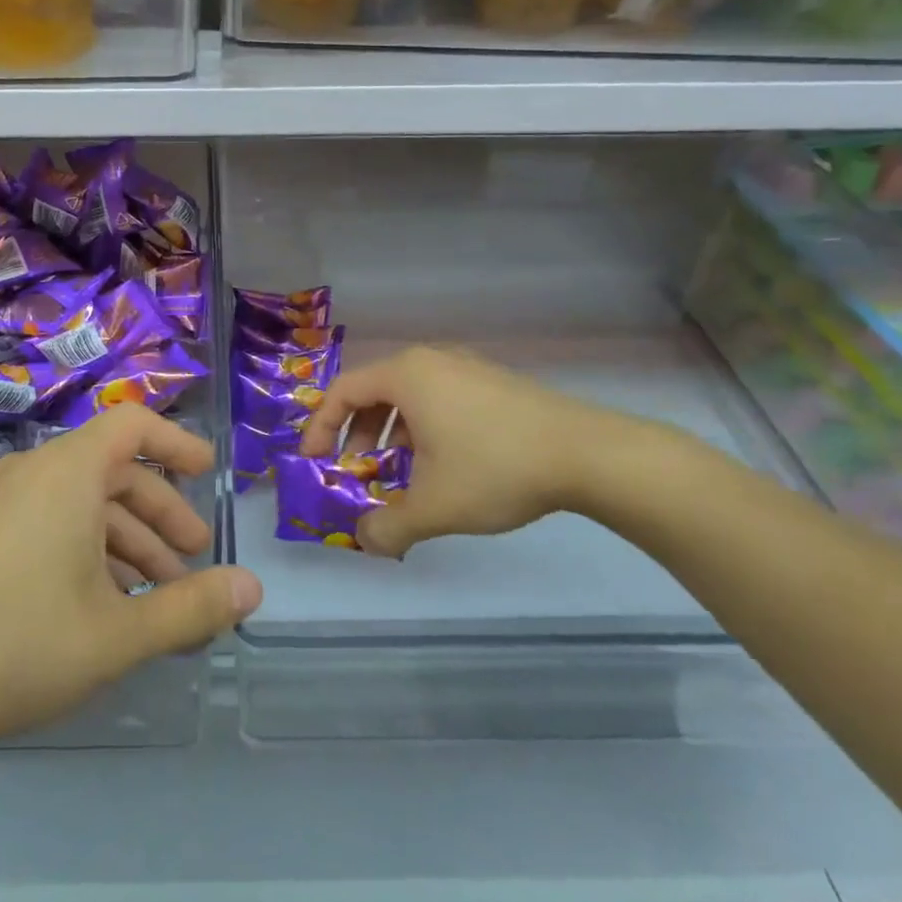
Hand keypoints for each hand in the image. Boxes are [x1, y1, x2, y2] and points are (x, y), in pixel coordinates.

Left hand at [0, 404, 261, 766]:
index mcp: (68, 472)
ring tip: (157, 601)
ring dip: (127, 544)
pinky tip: (102, 609)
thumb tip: (254, 588)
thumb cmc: (16, 645)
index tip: (209, 474)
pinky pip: (50, 525)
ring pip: (82, 506)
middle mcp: (33, 474)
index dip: (177, 442)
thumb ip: (191, 608)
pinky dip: (88, 553)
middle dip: (161, 515)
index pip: (134, 424)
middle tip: (192, 563)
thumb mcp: (117, 632)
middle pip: (114, 472)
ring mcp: (0, 505)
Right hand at [297, 345, 641, 559]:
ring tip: (397, 472)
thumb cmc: (496, 468)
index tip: (313, 461)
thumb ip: (388, 527)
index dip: (320, 427)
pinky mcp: (492, 382)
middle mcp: (431, 360)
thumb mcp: (435, 506)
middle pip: (373, 391)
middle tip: (354, 470)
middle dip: (356, 434)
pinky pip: (438, 397)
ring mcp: (466, 367)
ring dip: (390, 433)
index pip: (342, 391)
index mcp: (406, 375)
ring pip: (408, 396)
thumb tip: (364, 540)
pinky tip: (440, 463)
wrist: (588, 454)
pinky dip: (422, 427)